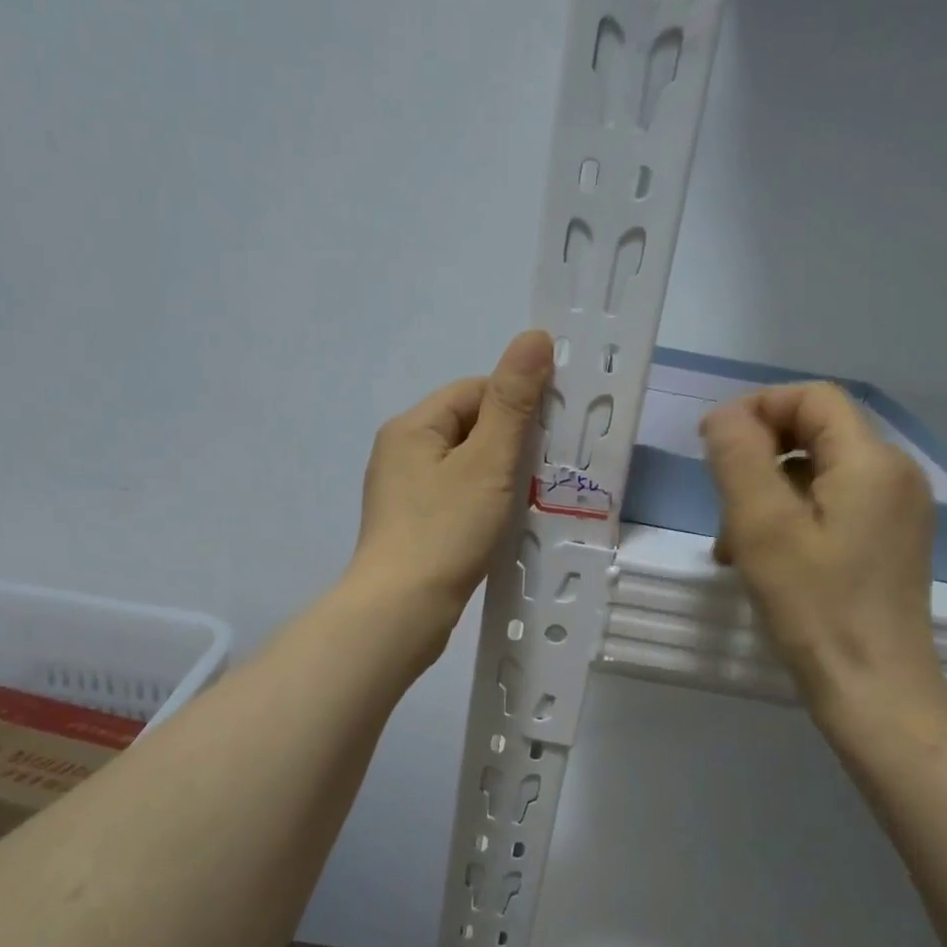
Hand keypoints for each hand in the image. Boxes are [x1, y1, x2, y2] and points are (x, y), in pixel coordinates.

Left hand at [348, 330, 554, 626]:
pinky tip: (499, 525)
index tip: (547, 435)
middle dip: (508, 443)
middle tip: (543, 472)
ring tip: (526, 500)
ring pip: (463, 466)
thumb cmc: (446, 530)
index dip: (515, 404)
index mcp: (412, 426)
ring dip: (497, 476)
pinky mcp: (409, 525)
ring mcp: (400, 492)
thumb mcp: (488, 461)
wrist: (401, 611)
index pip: (474, 391)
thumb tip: (534, 336)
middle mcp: (400, 451)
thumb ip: (513, 401)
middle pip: (467, 427)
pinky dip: (480, 503)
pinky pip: (453, 497)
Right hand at [701, 382, 946, 743]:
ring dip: (767, 496)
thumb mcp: (762, 525)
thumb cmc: (815, 605)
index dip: (758, 408)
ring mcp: (896, 512)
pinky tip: (761, 562)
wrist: (875, 689)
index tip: (712, 445)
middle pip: (815, 434)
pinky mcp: (888, 543)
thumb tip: (725, 415)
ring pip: (817, 475)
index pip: (813, 397)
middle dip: (758, 459)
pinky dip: (790, 520)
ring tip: (733, 546)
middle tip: (721, 505)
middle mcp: (894, 476)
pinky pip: (831, 508)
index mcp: (872, 461)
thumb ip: (739, 457)